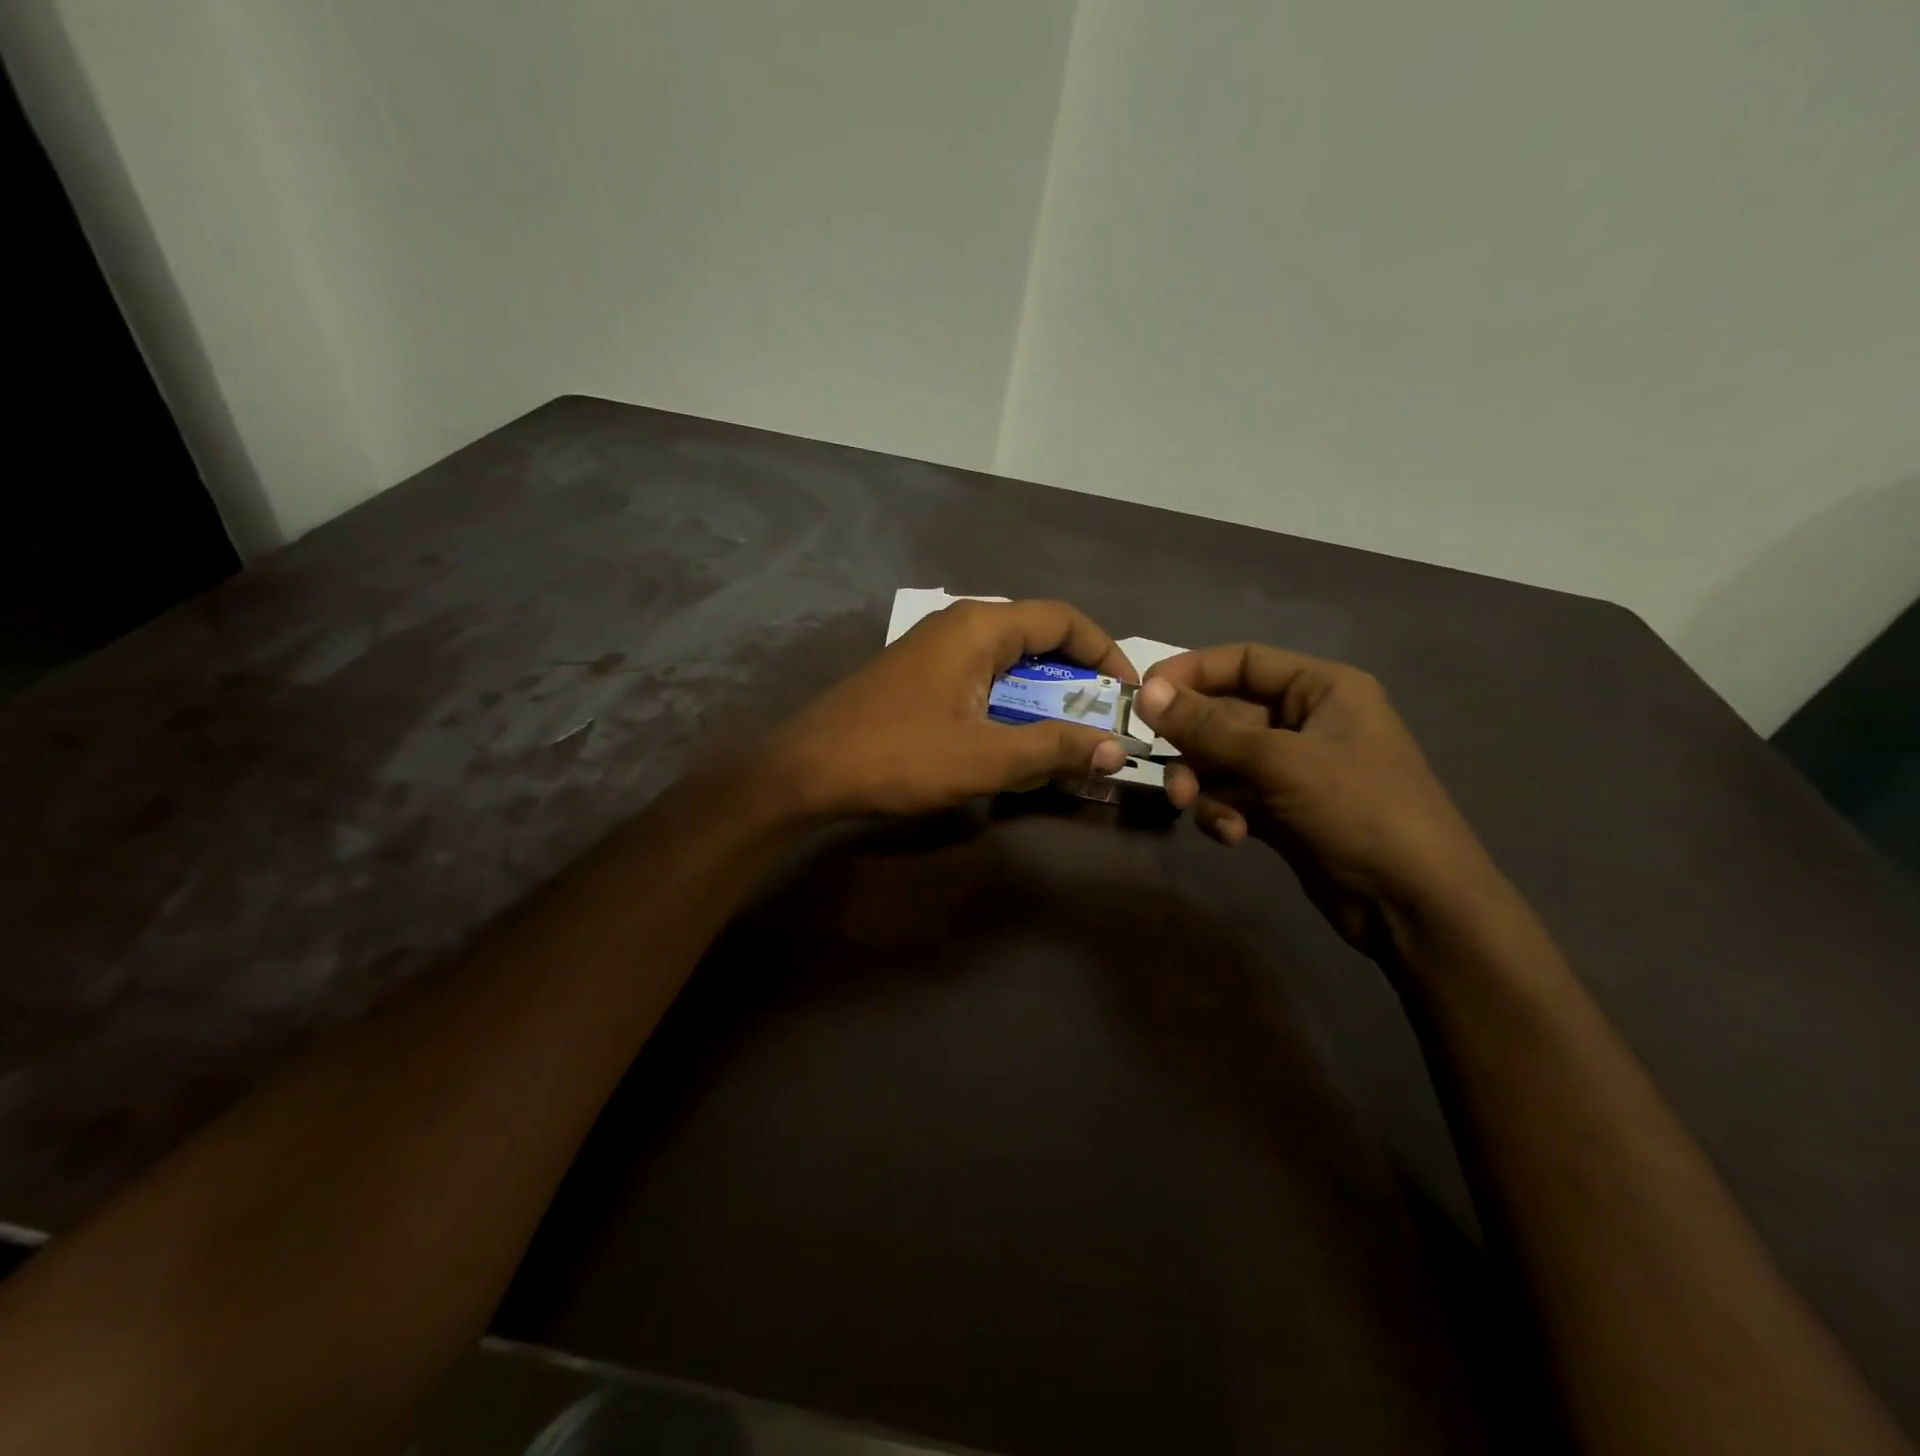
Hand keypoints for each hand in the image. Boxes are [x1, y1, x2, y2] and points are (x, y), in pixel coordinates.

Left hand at [769, 600, 1135, 818]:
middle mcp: (961, 625)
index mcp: (980, 627)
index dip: (1106, 652)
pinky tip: (1015, 741)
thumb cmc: (898, 756)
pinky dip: (1011, 704)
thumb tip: (1115, 748)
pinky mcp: (921, 674)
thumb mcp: (984, 758)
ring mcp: (936, 648)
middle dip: (1078, 681)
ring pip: (1011, 662)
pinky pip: (983, 678)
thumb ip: (1052, 749)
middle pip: (1039, 638)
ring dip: (1044, 698)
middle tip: (1102, 725)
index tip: (1129, 695)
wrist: (807, 769)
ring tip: (1068, 740)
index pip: (1064, 619)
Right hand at [1134, 644, 1493, 953]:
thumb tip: (1147, 692)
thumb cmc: (1359, 811)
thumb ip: (1208, 727)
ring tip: (1192, 805)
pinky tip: (1232, 835)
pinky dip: (1222, 812)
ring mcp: (1294, 769)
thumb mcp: (1279, 762)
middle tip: (1160, 764)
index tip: (1143, 695)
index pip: (1243, 662)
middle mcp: (1306, 721)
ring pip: (1222, 760)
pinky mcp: (1282, 811)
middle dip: (1192, 743)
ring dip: (1201, 781)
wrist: (1415, 905)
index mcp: (1321, 689)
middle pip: (1225, 714)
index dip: (1191, 672)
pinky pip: (1233, 796)